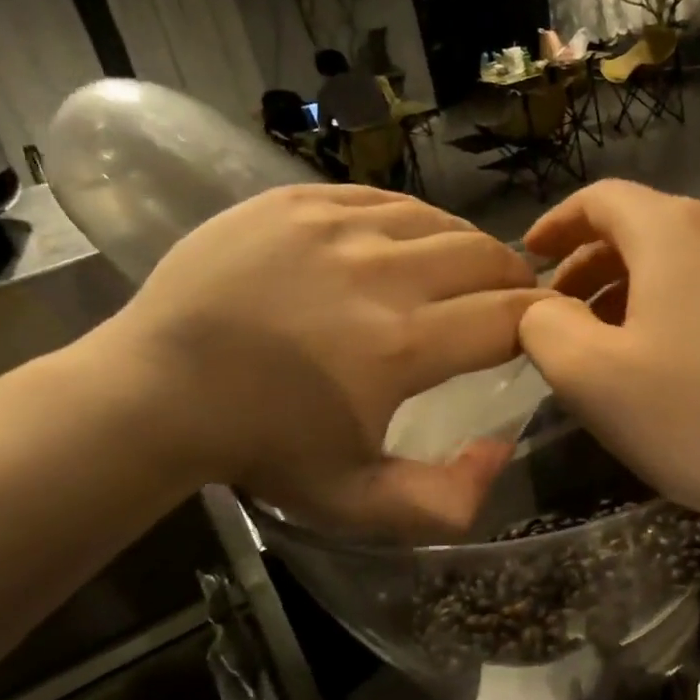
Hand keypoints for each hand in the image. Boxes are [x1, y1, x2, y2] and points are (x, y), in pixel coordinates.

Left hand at [85, 185, 542, 537]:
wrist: (157, 391)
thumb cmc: (261, 448)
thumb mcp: (355, 502)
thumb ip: (446, 500)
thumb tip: (502, 449)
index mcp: (402, 345)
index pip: (510, 317)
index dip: (541, 322)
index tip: (542, 330)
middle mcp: (380, 272)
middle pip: (484, 256)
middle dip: (513, 278)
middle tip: (510, 297)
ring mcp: (336, 226)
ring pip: (438, 220)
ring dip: (465, 246)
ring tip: (463, 268)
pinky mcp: (298, 200)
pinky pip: (382, 197)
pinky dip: (410, 220)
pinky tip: (404, 242)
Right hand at [517, 181, 699, 524]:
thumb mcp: (595, 380)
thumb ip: (546, 331)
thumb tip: (541, 308)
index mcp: (674, 233)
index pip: (601, 198)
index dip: (557, 223)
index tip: (531, 257)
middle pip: (649, 228)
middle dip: (597, 265)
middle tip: (570, 314)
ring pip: (697, 262)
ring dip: (649, 291)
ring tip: (632, 343)